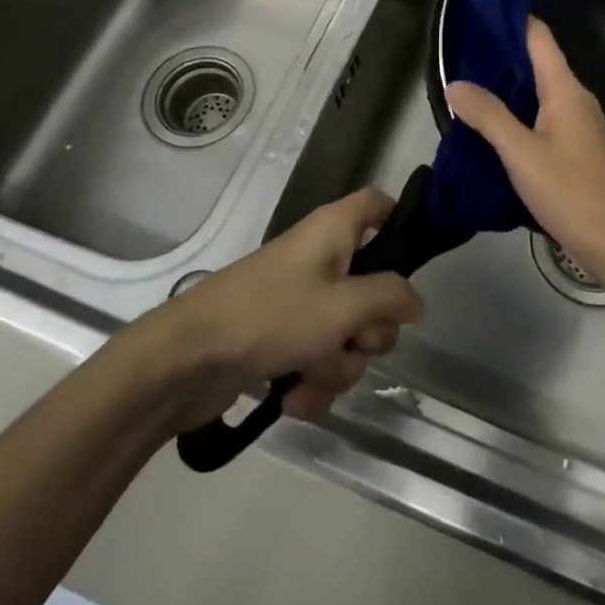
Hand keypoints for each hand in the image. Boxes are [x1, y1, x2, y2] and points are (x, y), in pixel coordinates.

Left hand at [140, 188, 424, 429]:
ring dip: (338, 366)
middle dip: (370, 330)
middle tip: (352, 339)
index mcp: (334, 230)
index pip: (377, 203)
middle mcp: (321, 258)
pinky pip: (320, 358)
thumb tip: (416, 301)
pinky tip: (294, 400)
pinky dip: (313, 381)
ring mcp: (301, 300)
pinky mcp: (283, 337)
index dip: (399, 223)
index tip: (410, 267)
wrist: (188, 358)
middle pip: (374, 286)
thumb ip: (390, 298)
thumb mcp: (343, 306)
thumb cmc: (271, 316)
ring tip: (310, 377)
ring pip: (349, 333)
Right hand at [446, 18, 604, 284]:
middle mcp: (575, 98)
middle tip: (458, 52)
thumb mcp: (521, 153)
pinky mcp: (577, 147)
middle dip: (501, 54)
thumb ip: (488, 116)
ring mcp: (579, 123)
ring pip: (539, 91)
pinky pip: (543, 115)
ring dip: (507, 85)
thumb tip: (455, 83)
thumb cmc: (571, 192)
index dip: (511, 19)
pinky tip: (493, 126)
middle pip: (537, 61)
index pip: (539, 36)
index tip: (477, 13)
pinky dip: (518, 111)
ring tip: (467, 85)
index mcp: (565, 89)